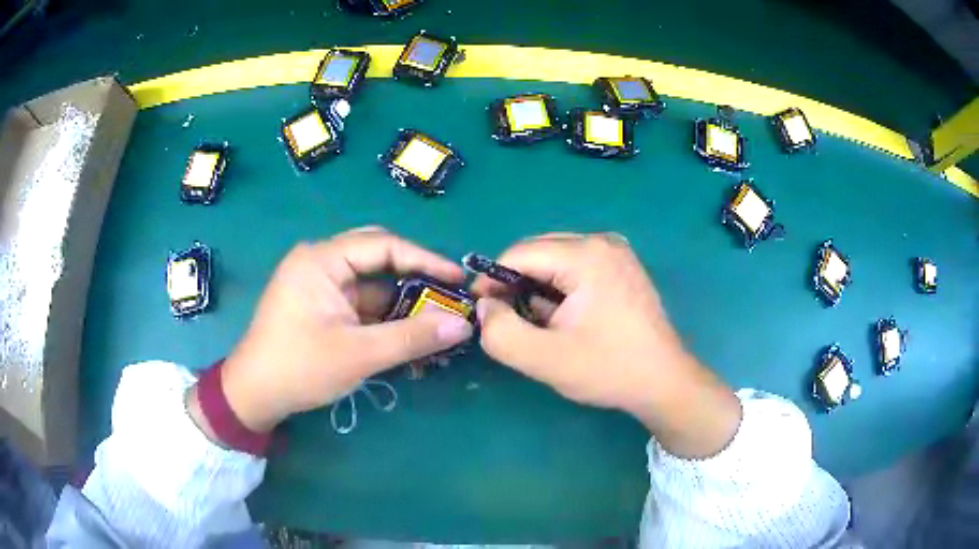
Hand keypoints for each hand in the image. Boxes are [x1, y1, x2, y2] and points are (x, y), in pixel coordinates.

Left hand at [191, 227, 473, 433]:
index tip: (459, 278)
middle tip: (448, 294)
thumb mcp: (359, 354)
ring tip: (437, 320)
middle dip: (415, 276)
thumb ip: (412, 337)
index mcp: (321, 260)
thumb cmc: (299, 368)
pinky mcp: (322, 306)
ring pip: (372, 283)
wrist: (255, 395)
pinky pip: (362, 303)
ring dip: (402, 302)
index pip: (383, 245)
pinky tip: (409, 334)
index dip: (425, 259)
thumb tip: (463, 325)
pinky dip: (385, 317)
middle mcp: (320, 263)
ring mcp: (320, 285)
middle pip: (378, 257)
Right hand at [472, 233, 740, 457]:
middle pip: (537, 252)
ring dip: (539, 289)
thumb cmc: (608, 369)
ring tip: (545, 325)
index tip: (482, 311)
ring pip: (555, 259)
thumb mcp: (544, 359)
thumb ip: (500, 332)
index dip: (492, 281)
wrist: (663, 381)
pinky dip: (560, 288)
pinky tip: (568, 318)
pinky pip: (576, 267)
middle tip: (513, 322)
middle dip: (517, 285)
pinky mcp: (622, 266)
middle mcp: (602, 241)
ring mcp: (616, 252)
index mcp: (586, 255)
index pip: (518, 254)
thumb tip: (485, 307)